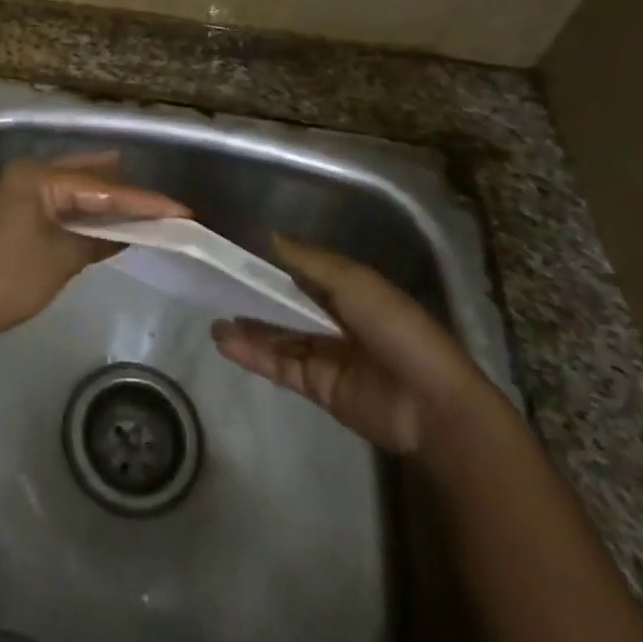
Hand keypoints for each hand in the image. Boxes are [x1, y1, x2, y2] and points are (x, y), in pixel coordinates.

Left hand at [0, 152, 187, 358]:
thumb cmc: (7, 280)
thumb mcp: (60, 260)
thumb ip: (99, 239)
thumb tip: (131, 232)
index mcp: (38, 176)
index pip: (102, 187)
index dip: (144, 201)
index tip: (183, 209)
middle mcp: (29, 173)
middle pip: (89, 177)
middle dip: (126, 191)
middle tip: (166, 202)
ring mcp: (20, 191)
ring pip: (75, 186)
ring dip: (106, 198)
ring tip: (146, 203)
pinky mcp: (17, 211)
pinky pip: (61, 201)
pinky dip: (86, 210)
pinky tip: (108, 216)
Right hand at [210, 234, 493, 454]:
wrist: (430, 405)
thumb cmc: (397, 330)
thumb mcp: (354, 282)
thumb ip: (310, 261)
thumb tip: (271, 236)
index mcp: (351, 292)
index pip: (305, 274)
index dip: (274, 265)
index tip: (238, 255)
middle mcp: (337, 321)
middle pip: (288, 306)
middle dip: (255, 299)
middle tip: (217, 289)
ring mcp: (327, 355)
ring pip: (279, 337)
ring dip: (248, 329)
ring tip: (212, 321)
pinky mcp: (318, 387)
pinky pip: (279, 365)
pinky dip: (252, 355)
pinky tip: (225, 343)